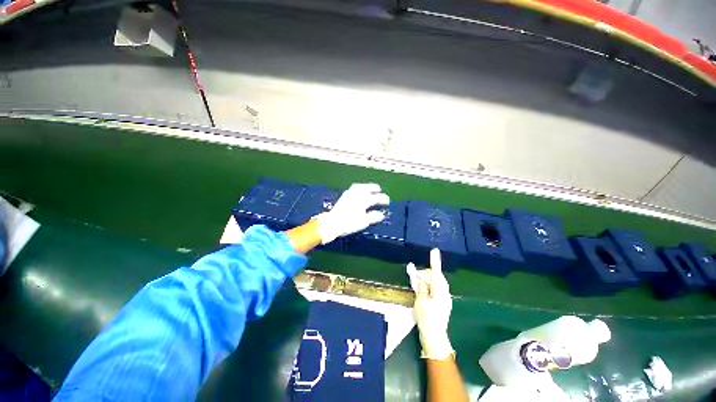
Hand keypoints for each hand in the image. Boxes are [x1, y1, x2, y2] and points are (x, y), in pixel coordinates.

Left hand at [315, 183, 389, 244]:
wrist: (332, 223)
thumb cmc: (348, 223)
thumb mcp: (363, 222)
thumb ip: (373, 217)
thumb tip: (381, 214)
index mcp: (362, 201)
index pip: (375, 198)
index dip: (383, 199)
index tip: (387, 201)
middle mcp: (356, 195)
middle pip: (367, 188)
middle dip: (374, 187)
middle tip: (379, 189)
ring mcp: (349, 194)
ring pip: (359, 186)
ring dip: (365, 186)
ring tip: (369, 187)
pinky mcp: (344, 196)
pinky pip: (353, 188)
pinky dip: (358, 187)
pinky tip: (358, 190)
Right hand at [407, 248, 454, 359]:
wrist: (435, 337)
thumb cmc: (426, 318)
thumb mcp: (420, 301)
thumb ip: (422, 289)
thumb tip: (422, 280)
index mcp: (438, 291)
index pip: (435, 272)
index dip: (435, 261)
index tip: (435, 250)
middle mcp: (444, 293)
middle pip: (438, 277)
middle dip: (430, 272)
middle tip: (419, 273)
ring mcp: (445, 300)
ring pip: (439, 284)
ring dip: (431, 279)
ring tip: (421, 281)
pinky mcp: (444, 305)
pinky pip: (438, 290)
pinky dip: (432, 286)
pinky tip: (426, 290)